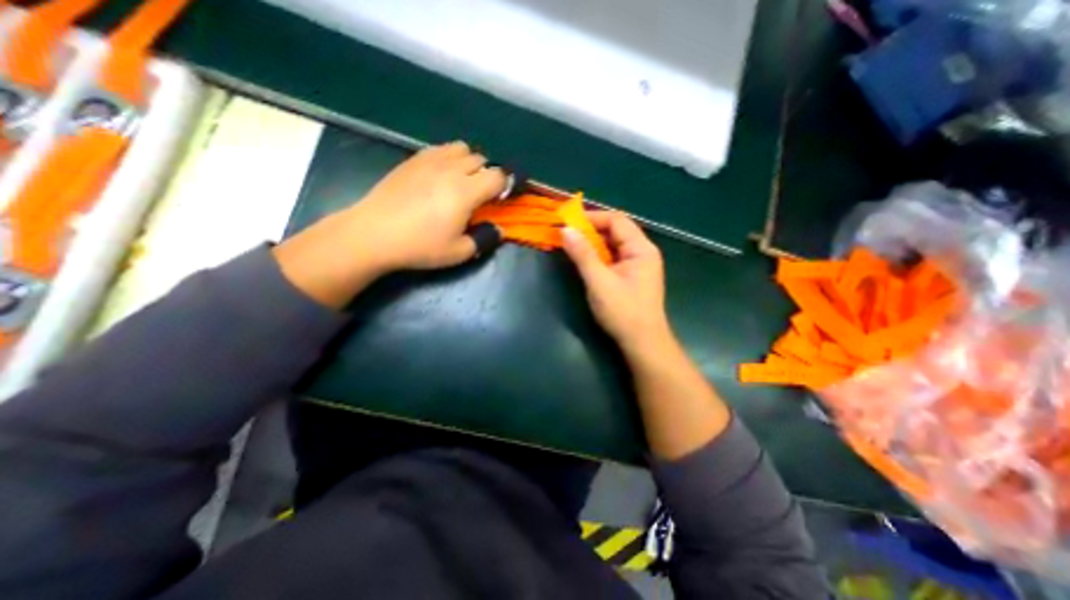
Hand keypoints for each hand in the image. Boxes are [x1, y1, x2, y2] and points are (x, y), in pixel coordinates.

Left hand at [345, 140, 506, 270]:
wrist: (374, 234)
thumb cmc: (419, 246)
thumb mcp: (458, 252)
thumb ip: (484, 239)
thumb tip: (498, 230)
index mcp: (465, 191)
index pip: (497, 176)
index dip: (506, 185)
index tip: (503, 198)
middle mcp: (451, 169)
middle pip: (481, 160)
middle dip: (487, 175)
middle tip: (481, 196)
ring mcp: (429, 160)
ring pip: (461, 149)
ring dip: (469, 163)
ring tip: (462, 181)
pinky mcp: (412, 160)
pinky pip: (440, 149)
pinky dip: (449, 158)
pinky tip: (440, 176)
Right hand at [560, 210, 665, 353]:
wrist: (642, 343)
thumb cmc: (623, 312)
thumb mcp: (599, 281)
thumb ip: (583, 254)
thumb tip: (566, 230)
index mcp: (641, 248)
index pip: (616, 220)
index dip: (592, 218)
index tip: (568, 222)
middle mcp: (642, 252)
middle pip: (616, 231)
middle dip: (591, 230)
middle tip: (567, 234)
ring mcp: (638, 265)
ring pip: (613, 245)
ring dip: (593, 243)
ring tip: (571, 245)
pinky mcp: (631, 277)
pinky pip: (613, 258)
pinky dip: (598, 256)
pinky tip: (584, 260)